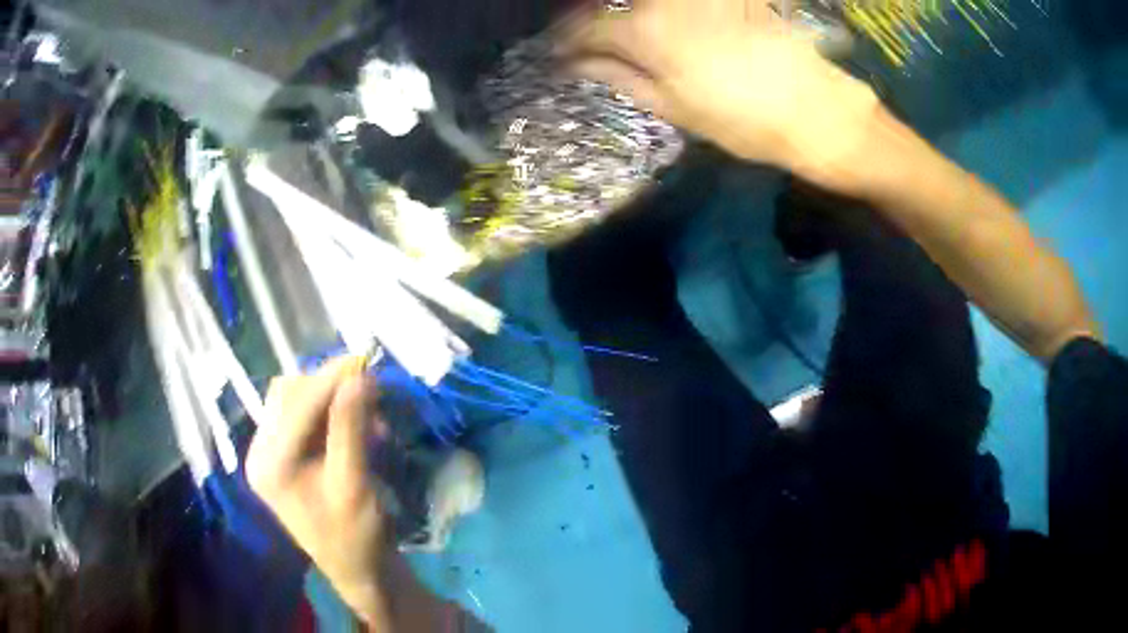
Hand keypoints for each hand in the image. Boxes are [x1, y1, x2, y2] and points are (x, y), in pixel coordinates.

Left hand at [247, 357, 395, 625]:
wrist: (359, 570)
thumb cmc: (355, 536)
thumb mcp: (353, 484)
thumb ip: (350, 428)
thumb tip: (359, 375)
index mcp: (269, 463)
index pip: (295, 403)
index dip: (330, 378)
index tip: (366, 359)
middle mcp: (262, 452)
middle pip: (289, 395)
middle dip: (329, 385)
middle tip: (370, 383)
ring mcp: (272, 454)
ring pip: (296, 401)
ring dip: (332, 397)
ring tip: (368, 406)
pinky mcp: (287, 457)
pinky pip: (305, 418)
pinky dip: (332, 413)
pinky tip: (360, 423)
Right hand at [562, 0, 882, 191]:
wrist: (813, 109)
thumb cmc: (741, 120)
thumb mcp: (672, 107)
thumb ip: (618, 77)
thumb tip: (576, 64)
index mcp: (645, 33)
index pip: (587, 27)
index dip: (567, 41)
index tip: (558, 53)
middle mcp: (666, 1)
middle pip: (615, 3)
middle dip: (593, 19)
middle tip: (589, 42)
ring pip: (646, 1)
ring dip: (627, 13)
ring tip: (625, 35)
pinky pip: (677, 3)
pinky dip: (662, 12)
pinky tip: (663, 23)